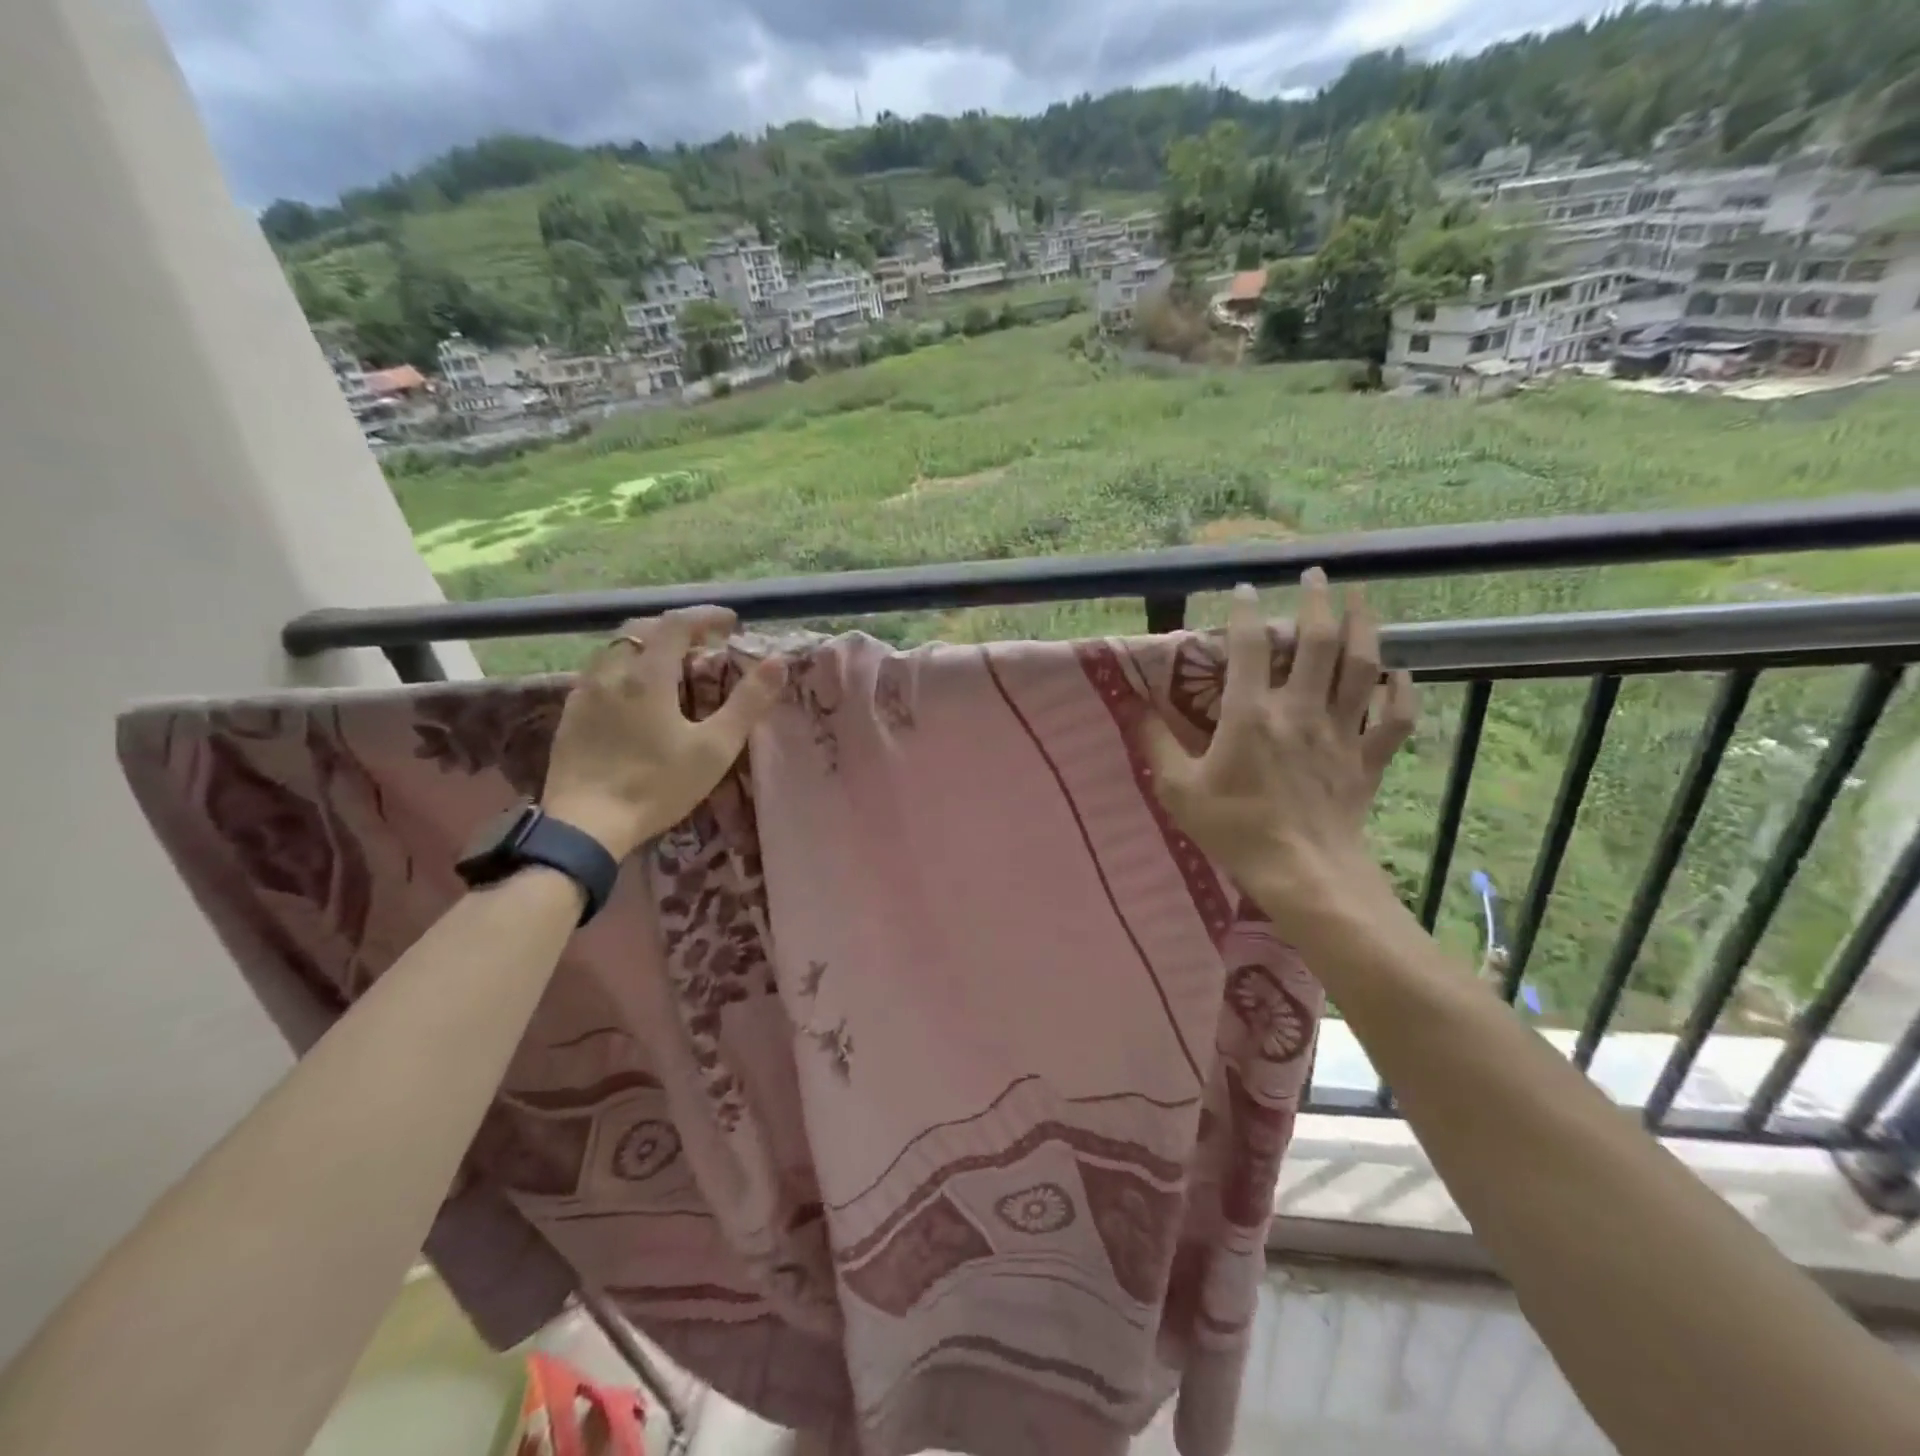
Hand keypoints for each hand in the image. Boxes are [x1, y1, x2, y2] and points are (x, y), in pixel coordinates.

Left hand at [541, 606, 784, 859]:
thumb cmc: (657, 786)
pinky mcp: (570, 715)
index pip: (677, 624)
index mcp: (648, 675)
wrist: (585, 825)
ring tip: (669, 665)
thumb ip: (747, 703)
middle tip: (702, 642)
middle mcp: (611, 672)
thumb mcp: (715, 748)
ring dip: (646, 644)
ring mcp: (584, 693)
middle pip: (641, 628)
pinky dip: (624, 667)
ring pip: (615, 648)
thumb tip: (777, 663)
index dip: (706, 616)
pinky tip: (634, 695)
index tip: (731, 622)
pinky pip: (598, 673)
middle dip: (675, 627)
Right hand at [1141, 571, 1417, 934]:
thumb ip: (1156, 744)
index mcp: (1251, 715)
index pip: (1249, 648)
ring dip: (1364, 626)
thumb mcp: (1179, 790)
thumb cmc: (1235, 830)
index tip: (1245, 588)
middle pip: (1318, 642)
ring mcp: (1341, 733)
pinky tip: (1396, 672)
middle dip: (1317, 601)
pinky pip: (1395, 717)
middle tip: (1315, 574)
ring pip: (1362, 667)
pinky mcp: (1367, 759)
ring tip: (1361, 599)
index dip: (1246, 613)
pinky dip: (1400, 691)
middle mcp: (1301, 711)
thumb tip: (1132, 706)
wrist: (1303, 874)